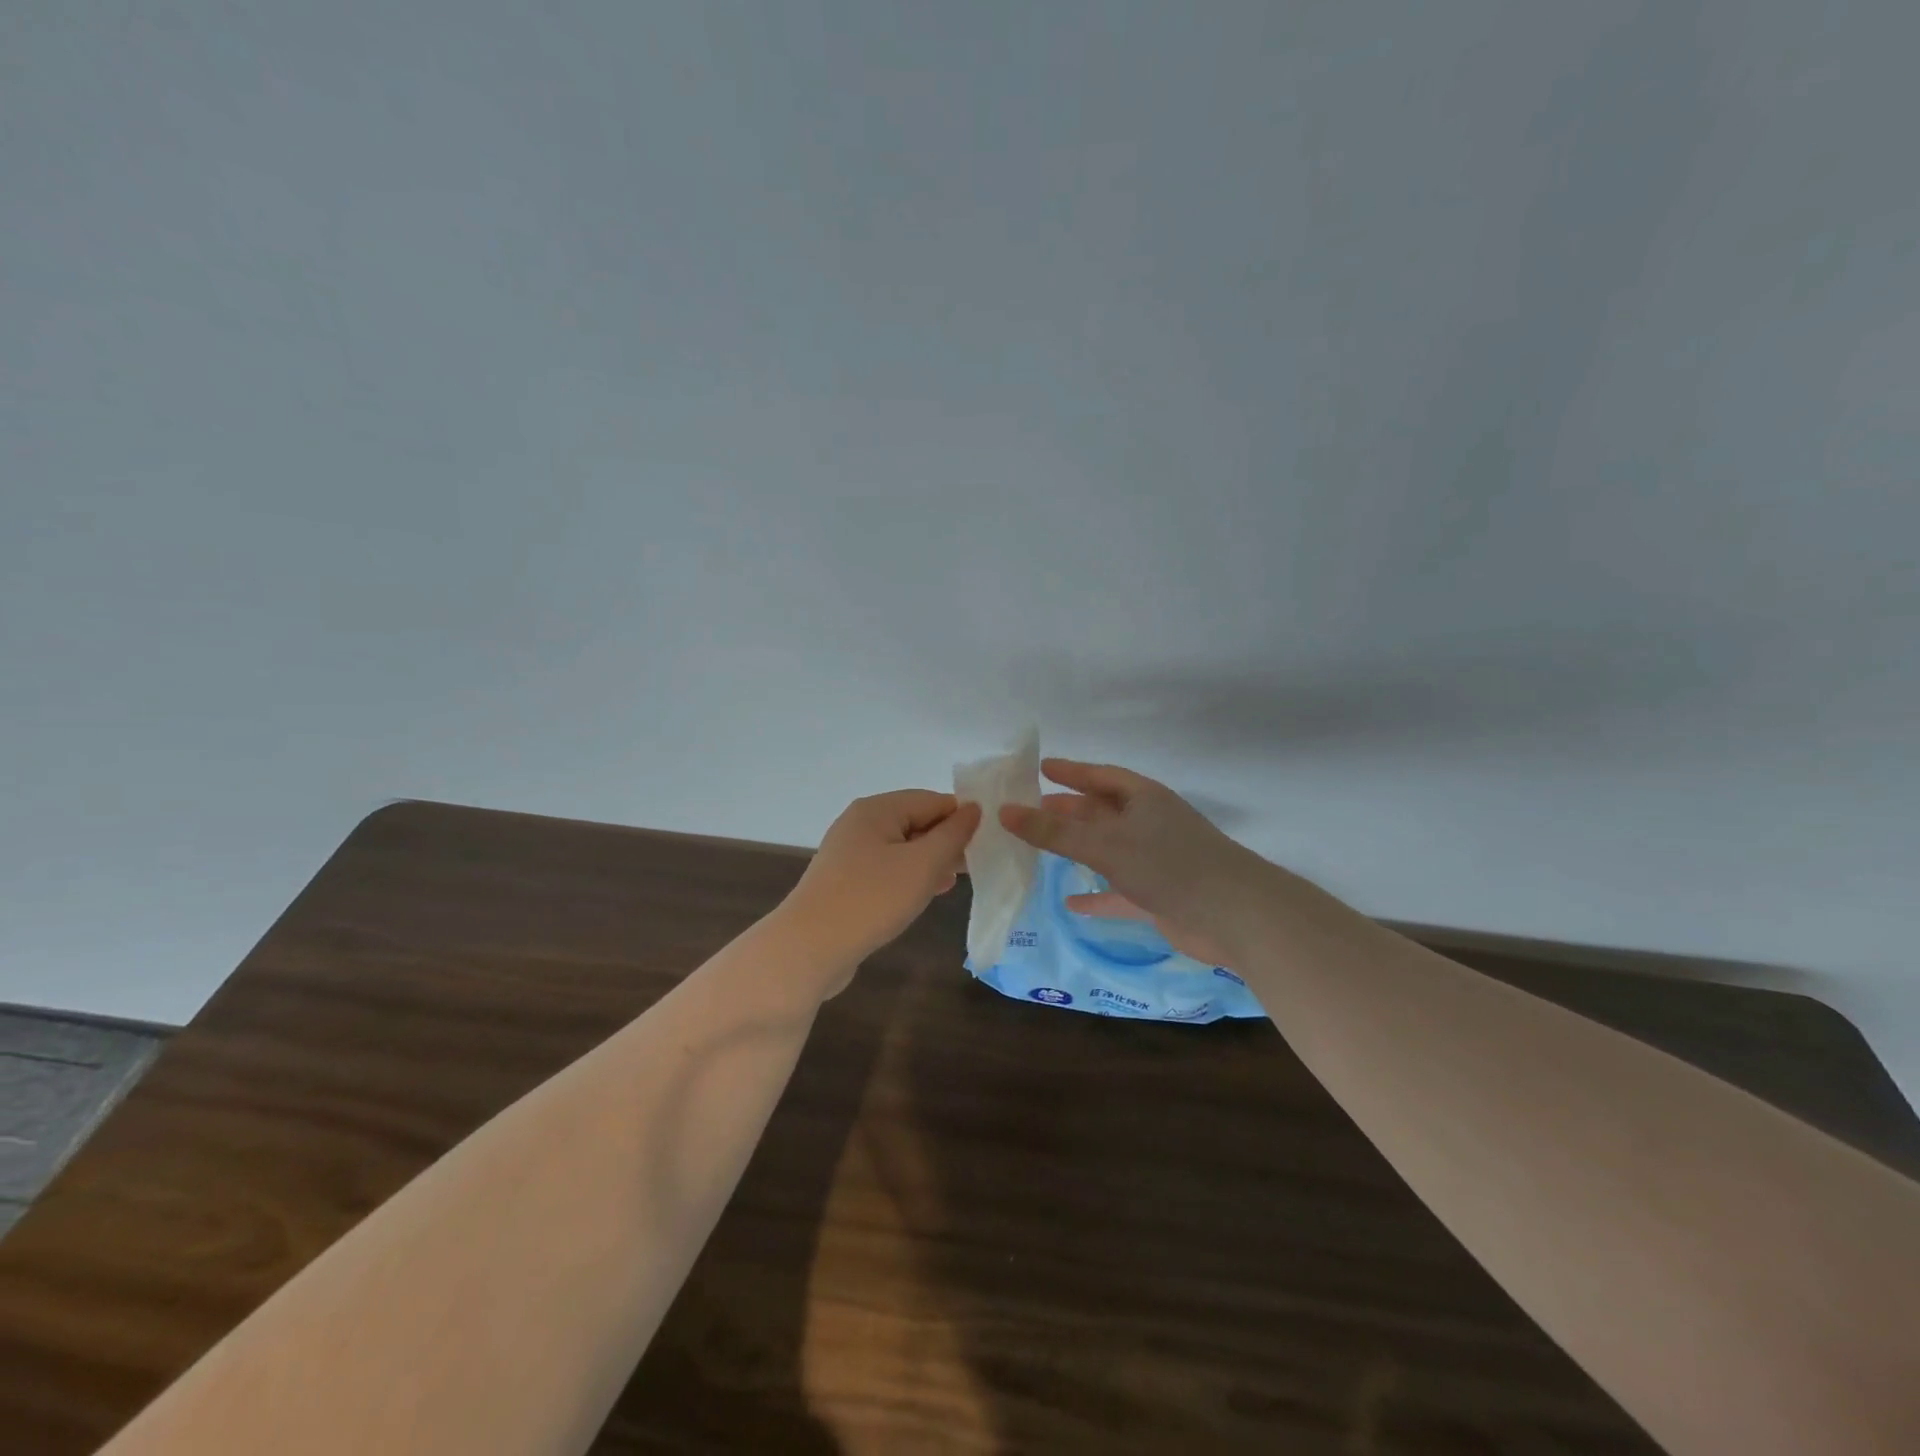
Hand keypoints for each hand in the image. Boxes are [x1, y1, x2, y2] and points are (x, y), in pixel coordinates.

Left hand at [780, 790, 981, 985]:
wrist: (810, 948)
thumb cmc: (872, 898)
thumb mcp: (923, 864)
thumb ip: (953, 835)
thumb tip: (973, 809)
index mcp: (877, 809)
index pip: (932, 800)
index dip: (962, 817)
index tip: (989, 842)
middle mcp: (860, 824)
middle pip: (916, 822)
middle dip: (947, 841)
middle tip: (977, 865)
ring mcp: (849, 854)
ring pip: (902, 848)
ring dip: (931, 861)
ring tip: (956, 881)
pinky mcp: (845, 882)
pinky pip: (887, 870)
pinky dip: (910, 877)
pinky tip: (928, 894)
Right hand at [998, 759, 1282, 968]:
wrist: (1235, 916)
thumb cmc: (1169, 865)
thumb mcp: (1105, 844)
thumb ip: (1054, 831)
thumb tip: (1004, 811)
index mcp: (1144, 799)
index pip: (1101, 777)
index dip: (1072, 772)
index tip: (1041, 768)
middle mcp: (1150, 824)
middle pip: (1102, 812)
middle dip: (1069, 810)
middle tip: (1033, 808)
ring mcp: (1156, 860)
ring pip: (1108, 850)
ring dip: (1080, 849)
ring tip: (1043, 848)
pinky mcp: (1159, 895)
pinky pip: (1118, 891)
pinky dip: (1096, 895)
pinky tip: (1072, 903)